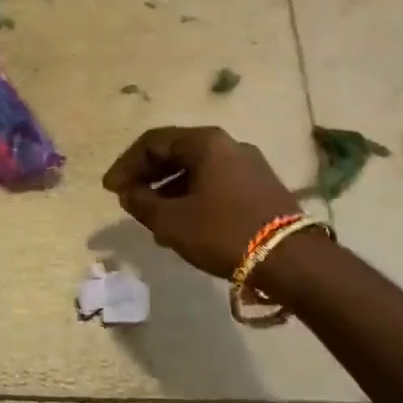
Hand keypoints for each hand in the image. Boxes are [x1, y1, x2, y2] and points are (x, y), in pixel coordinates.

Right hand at [102, 126, 301, 280]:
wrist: (292, 260)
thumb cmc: (223, 232)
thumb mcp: (172, 221)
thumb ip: (142, 203)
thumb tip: (129, 193)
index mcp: (205, 142)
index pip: (153, 142)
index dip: (126, 165)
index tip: (110, 189)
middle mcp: (228, 145)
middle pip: (176, 153)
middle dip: (147, 177)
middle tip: (128, 199)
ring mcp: (249, 166)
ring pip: (196, 171)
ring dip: (168, 191)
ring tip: (152, 219)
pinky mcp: (261, 188)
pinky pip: (215, 185)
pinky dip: (192, 198)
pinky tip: (182, 225)